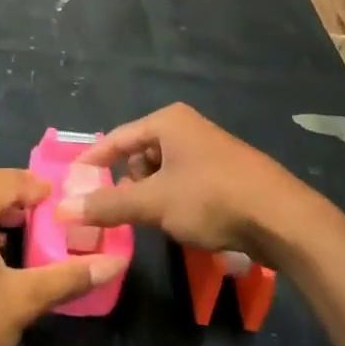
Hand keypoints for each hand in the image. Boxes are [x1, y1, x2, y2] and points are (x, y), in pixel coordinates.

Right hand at [55, 104, 314, 261]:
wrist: (282, 218)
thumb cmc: (211, 198)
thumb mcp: (154, 203)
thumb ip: (108, 205)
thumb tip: (62, 209)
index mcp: (167, 121)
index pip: (116, 138)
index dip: (92, 162)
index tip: (71, 184)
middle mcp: (186, 127)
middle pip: (139, 155)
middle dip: (127, 185)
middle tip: (120, 212)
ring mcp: (207, 149)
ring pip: (162, 172)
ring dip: (152, 196)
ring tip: (154, 222)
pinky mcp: (224, 172)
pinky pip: (184, 182)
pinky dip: (174, 200)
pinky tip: (181, 223)